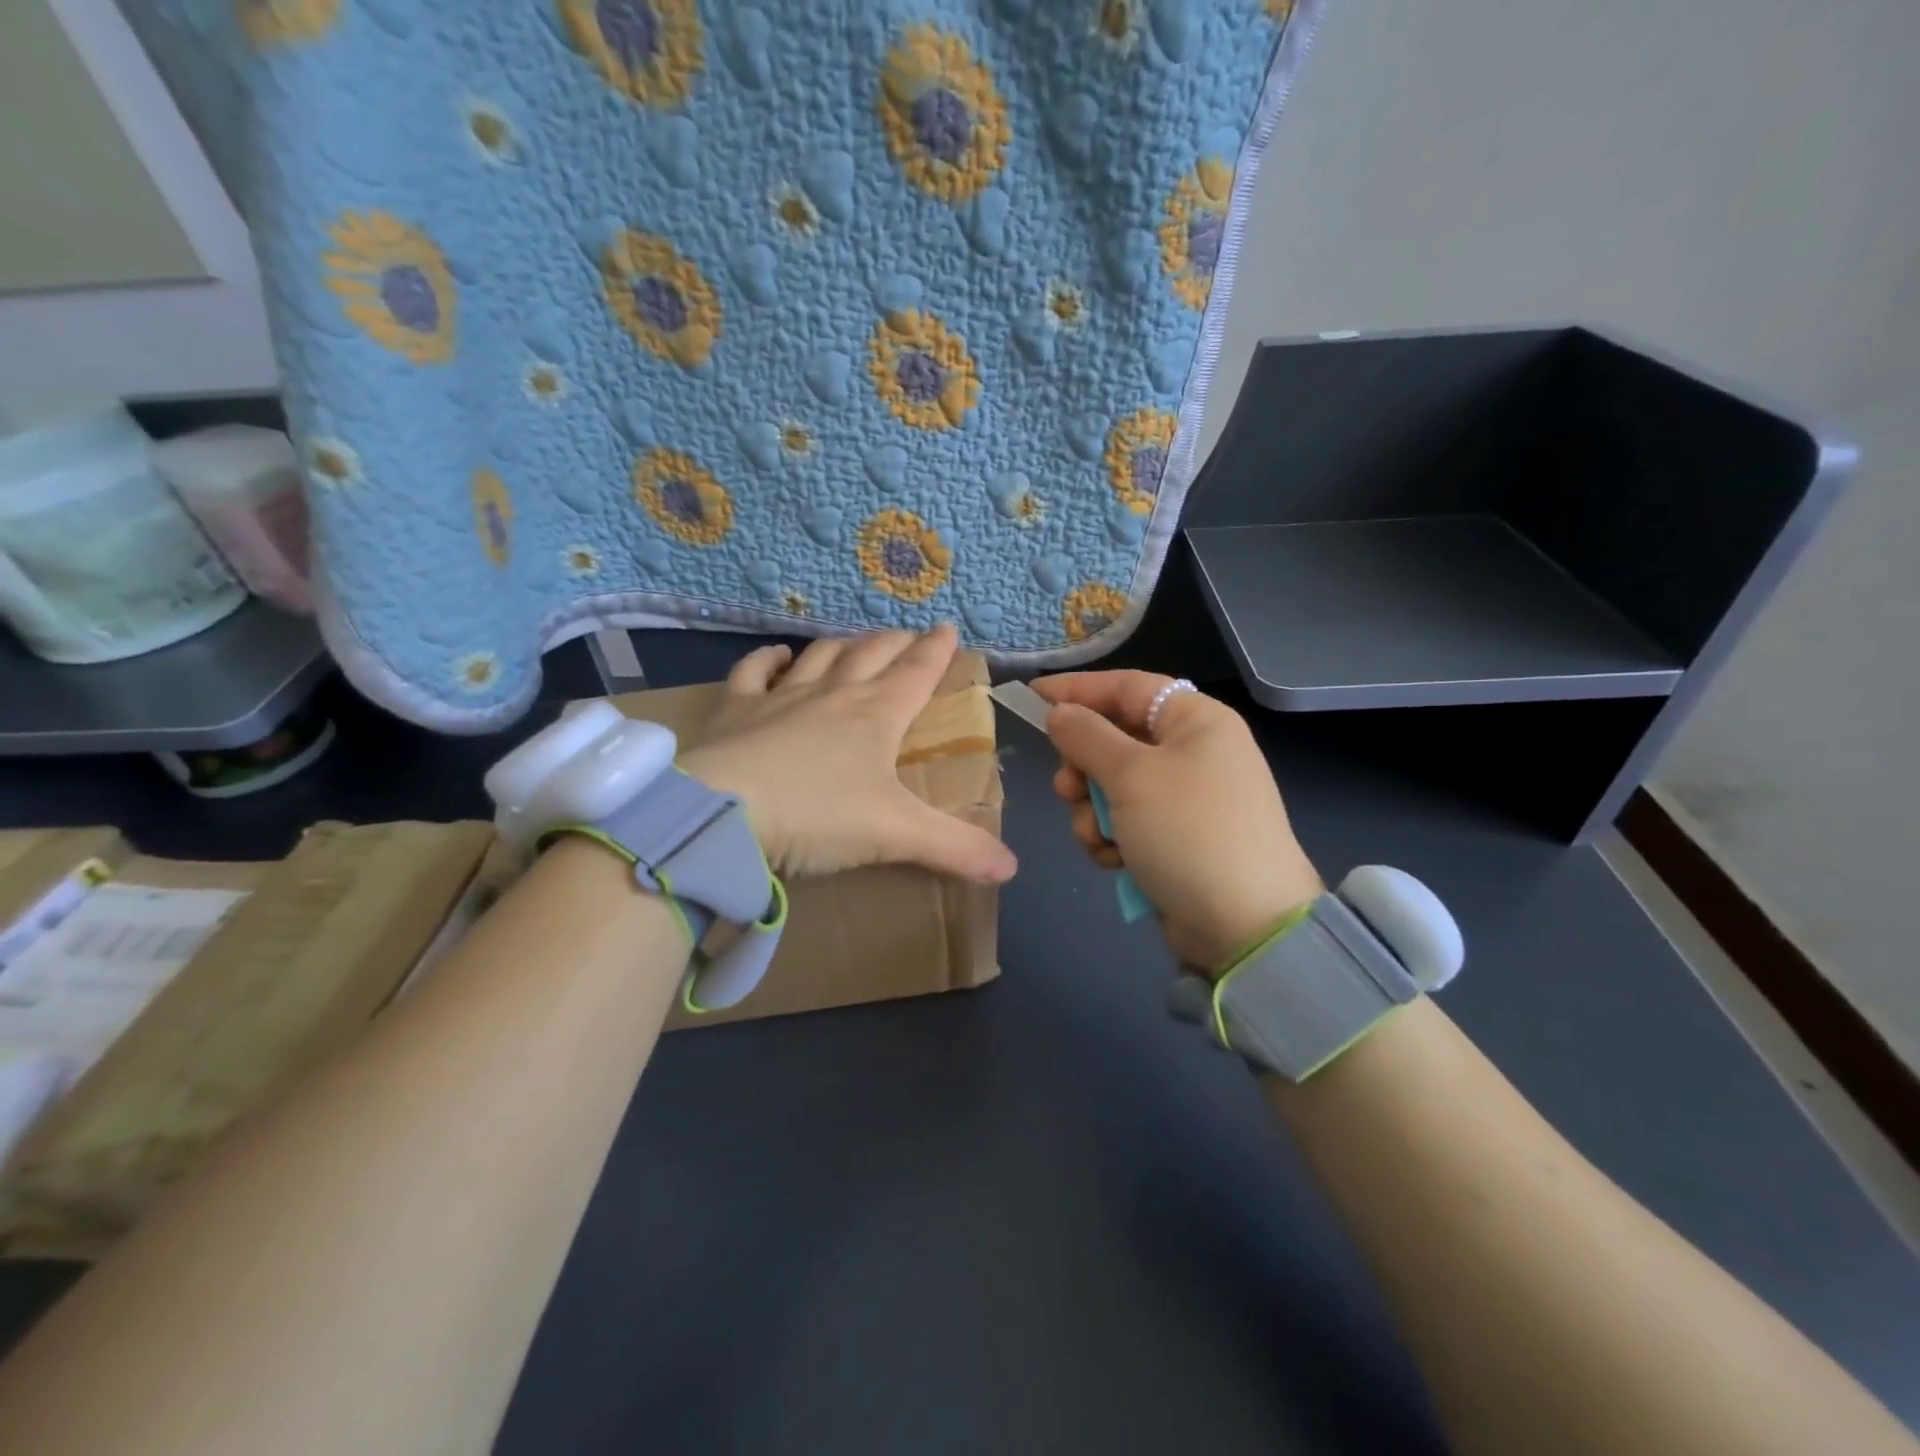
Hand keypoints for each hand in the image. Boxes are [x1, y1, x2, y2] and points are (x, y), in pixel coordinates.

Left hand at [679, 625, 1016, 884]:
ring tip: (856, 641)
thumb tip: (1012, 868)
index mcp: (877, 716)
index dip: (937, 651)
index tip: (948, 629)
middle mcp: (834, 694)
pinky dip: (768, 659)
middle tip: (909, 636)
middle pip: (872, 654)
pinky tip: (778, 654)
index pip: (917, 673)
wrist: (724, 813)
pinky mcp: (736, 710)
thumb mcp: (896, 835)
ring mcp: (782, 697)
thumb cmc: (818, 816)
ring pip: (821, 656)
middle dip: (895, 642)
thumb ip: (956, 849)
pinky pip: (754, 672)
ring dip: (843, 644)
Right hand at [1031, 671, 1320, 971]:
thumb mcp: (1131, 775)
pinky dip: (1112, 837)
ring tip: (1098, 836)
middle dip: (1084, 767)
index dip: (1077, 690)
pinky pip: (1127, 821)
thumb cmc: (1187, 831)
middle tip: (1067, 790)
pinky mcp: (1176, 838)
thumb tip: (1060, 712)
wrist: (1243, 924)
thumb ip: (1087, 736)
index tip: (1032, 697)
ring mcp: (1186, 799)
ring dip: (1093, 810)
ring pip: (1113, 786)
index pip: (1127, 687)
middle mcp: (1193, 752)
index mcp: (1196, 721)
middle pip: (1116, 739)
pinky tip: (1114, 860)